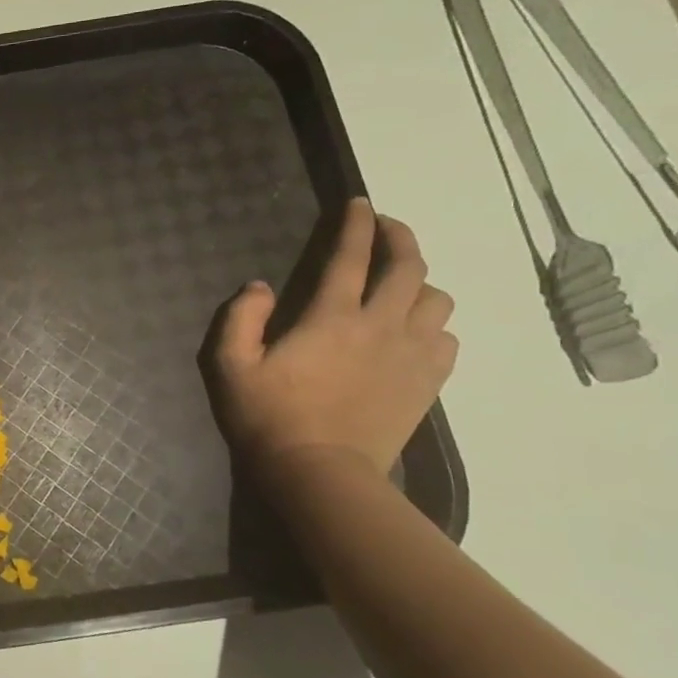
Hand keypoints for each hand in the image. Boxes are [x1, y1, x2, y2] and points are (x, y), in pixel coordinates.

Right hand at [207, 199, 456, 479]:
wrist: (320, 473)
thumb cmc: (268, 417)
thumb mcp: (230, 366)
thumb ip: (240, 318)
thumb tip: (260, 287)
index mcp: (330, 317)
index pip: (351, 256)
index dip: (356, 225)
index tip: (359, 203)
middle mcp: (380, 326)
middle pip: (409, 267)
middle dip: (400, 238)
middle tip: (387, 228)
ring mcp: (411, 355)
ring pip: (436, 299)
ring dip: (419, 283)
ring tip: (400, 286)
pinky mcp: (428, 383)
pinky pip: (447, 338)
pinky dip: (433, 324)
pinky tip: (414, 331)